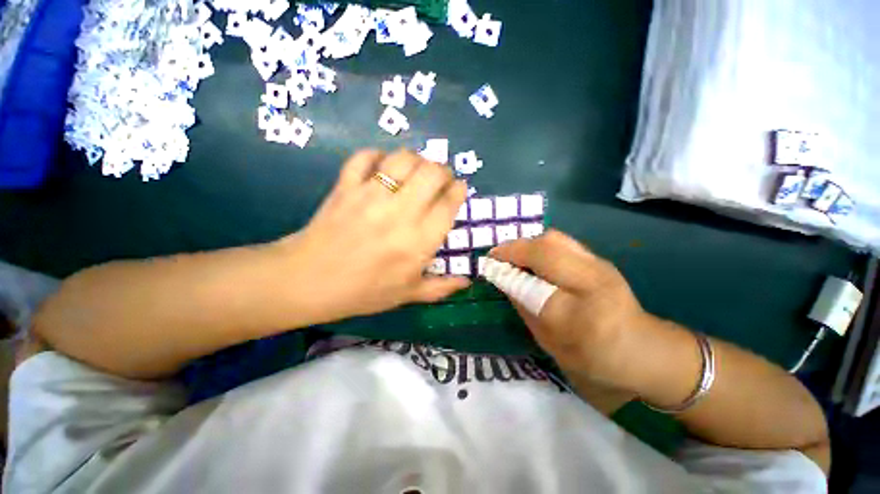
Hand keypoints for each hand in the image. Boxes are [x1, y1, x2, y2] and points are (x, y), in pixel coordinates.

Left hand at [278, 149, 469, 322]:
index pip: (449, 203)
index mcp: (419, 241)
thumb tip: (467, 282)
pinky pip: (365, 157)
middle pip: (432, 172)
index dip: (459, 190)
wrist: (308, 282)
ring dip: (416, 160)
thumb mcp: (407, 294)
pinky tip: (382, 167)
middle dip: (443, 171)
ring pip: (403, 158)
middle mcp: (400, 212)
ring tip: (415, 171)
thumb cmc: (363, 291)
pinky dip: (377, 156)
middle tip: (440, 180)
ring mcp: (371, 195)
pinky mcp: (346, 186)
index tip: (459, 189)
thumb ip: (441, 287)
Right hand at [489, 230, 645, 384]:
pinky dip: (540, 244)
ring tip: (514, 255)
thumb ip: (524, 306)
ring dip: (527, 244)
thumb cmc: (591, 356)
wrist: (641, 349)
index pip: (536, 285)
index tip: (488, 264)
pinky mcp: (599, 259)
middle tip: (499, 256)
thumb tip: (503, 277)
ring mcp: (600, 265)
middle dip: (516, 248)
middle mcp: (595, 282)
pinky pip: (562, 242)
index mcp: (584, 317)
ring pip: (555, 238)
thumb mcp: (549, 341)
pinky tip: (533, 257)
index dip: (508, 272)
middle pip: (548, 248)